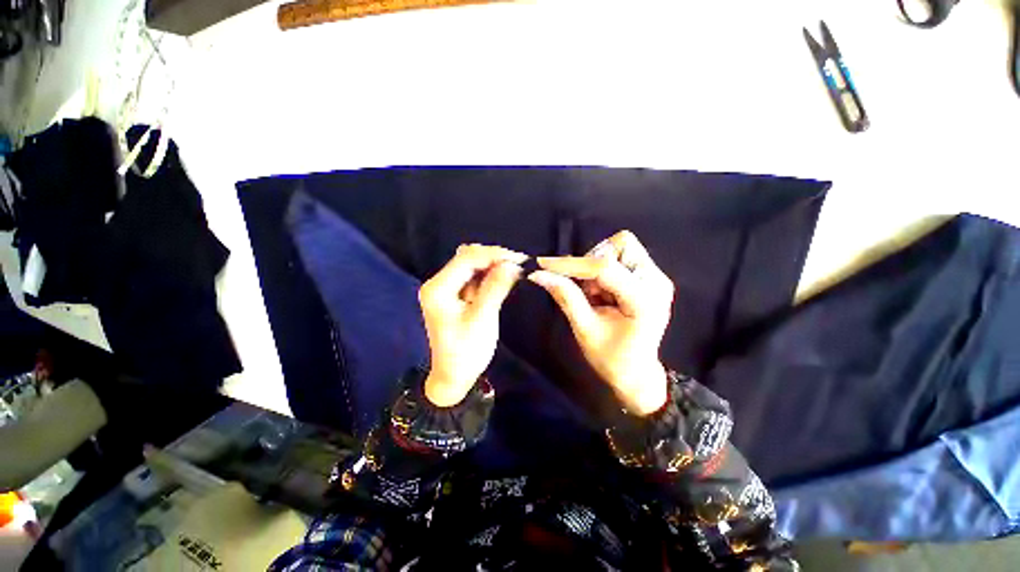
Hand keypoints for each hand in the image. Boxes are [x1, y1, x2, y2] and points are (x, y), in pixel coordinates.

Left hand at [419, 244, 526, 406]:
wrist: (454, 377)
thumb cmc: (466, 352)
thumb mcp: (483, 318)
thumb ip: (496, 287)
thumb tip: (512, 264)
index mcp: (438, 288)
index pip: (467, 258)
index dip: (494, 254)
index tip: (520, 258)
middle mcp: (438, 283)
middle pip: (468, 258)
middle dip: (494, 258)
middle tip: (519, 264)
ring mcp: (446, 288)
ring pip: (472, 265)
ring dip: (493, 265)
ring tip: (515, 269)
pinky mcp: (455, 295)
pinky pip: (473, 277)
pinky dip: (489, 275)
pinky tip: (503, 277)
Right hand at [528, 231, 672, 415]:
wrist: (636, 373)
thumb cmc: (611, 358)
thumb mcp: (584, 329)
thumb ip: (565, 296)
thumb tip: (539, 274)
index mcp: (644, 300)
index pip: (605, 267)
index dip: (571, 263)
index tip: (543, 264)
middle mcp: (657, 281)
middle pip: (620, 245)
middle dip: (591, 263)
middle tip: (582, 290)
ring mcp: (656, 277)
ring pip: (620, 248)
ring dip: (596, 267)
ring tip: (593, 295)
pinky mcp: (650, 276)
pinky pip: (621, 257)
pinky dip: (602, 271)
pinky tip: (600, 293)